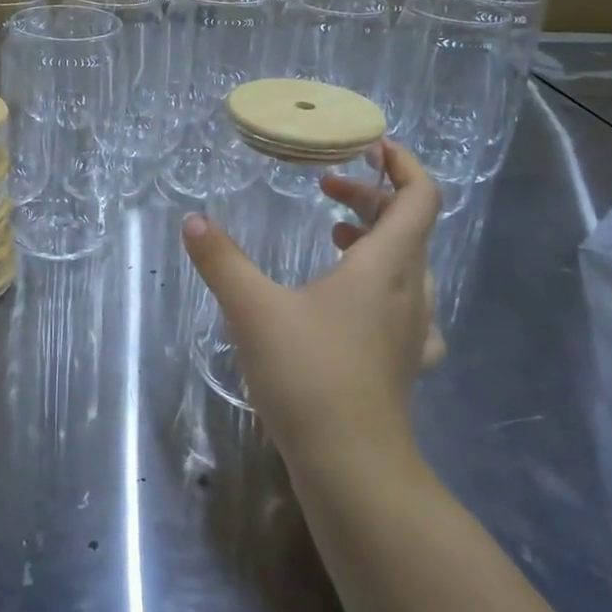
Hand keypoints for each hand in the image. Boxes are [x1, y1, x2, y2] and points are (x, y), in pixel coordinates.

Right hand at [182, 139, 445, 465]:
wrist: (351, 465)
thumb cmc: (307, 374)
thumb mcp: (252, 309)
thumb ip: (221, 261)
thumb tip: (192, 221)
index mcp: (384, 266)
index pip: (419, 197)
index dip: (403, 164)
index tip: (373, 146)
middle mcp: (408, 291)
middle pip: (409, 226)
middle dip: (370, 198)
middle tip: (327, 191)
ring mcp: (413, 330)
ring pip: (407, 265)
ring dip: (376, 239)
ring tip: (334, 236)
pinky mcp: (405, 361)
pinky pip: (404, 303)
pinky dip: (381, 283)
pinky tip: (351, 301)